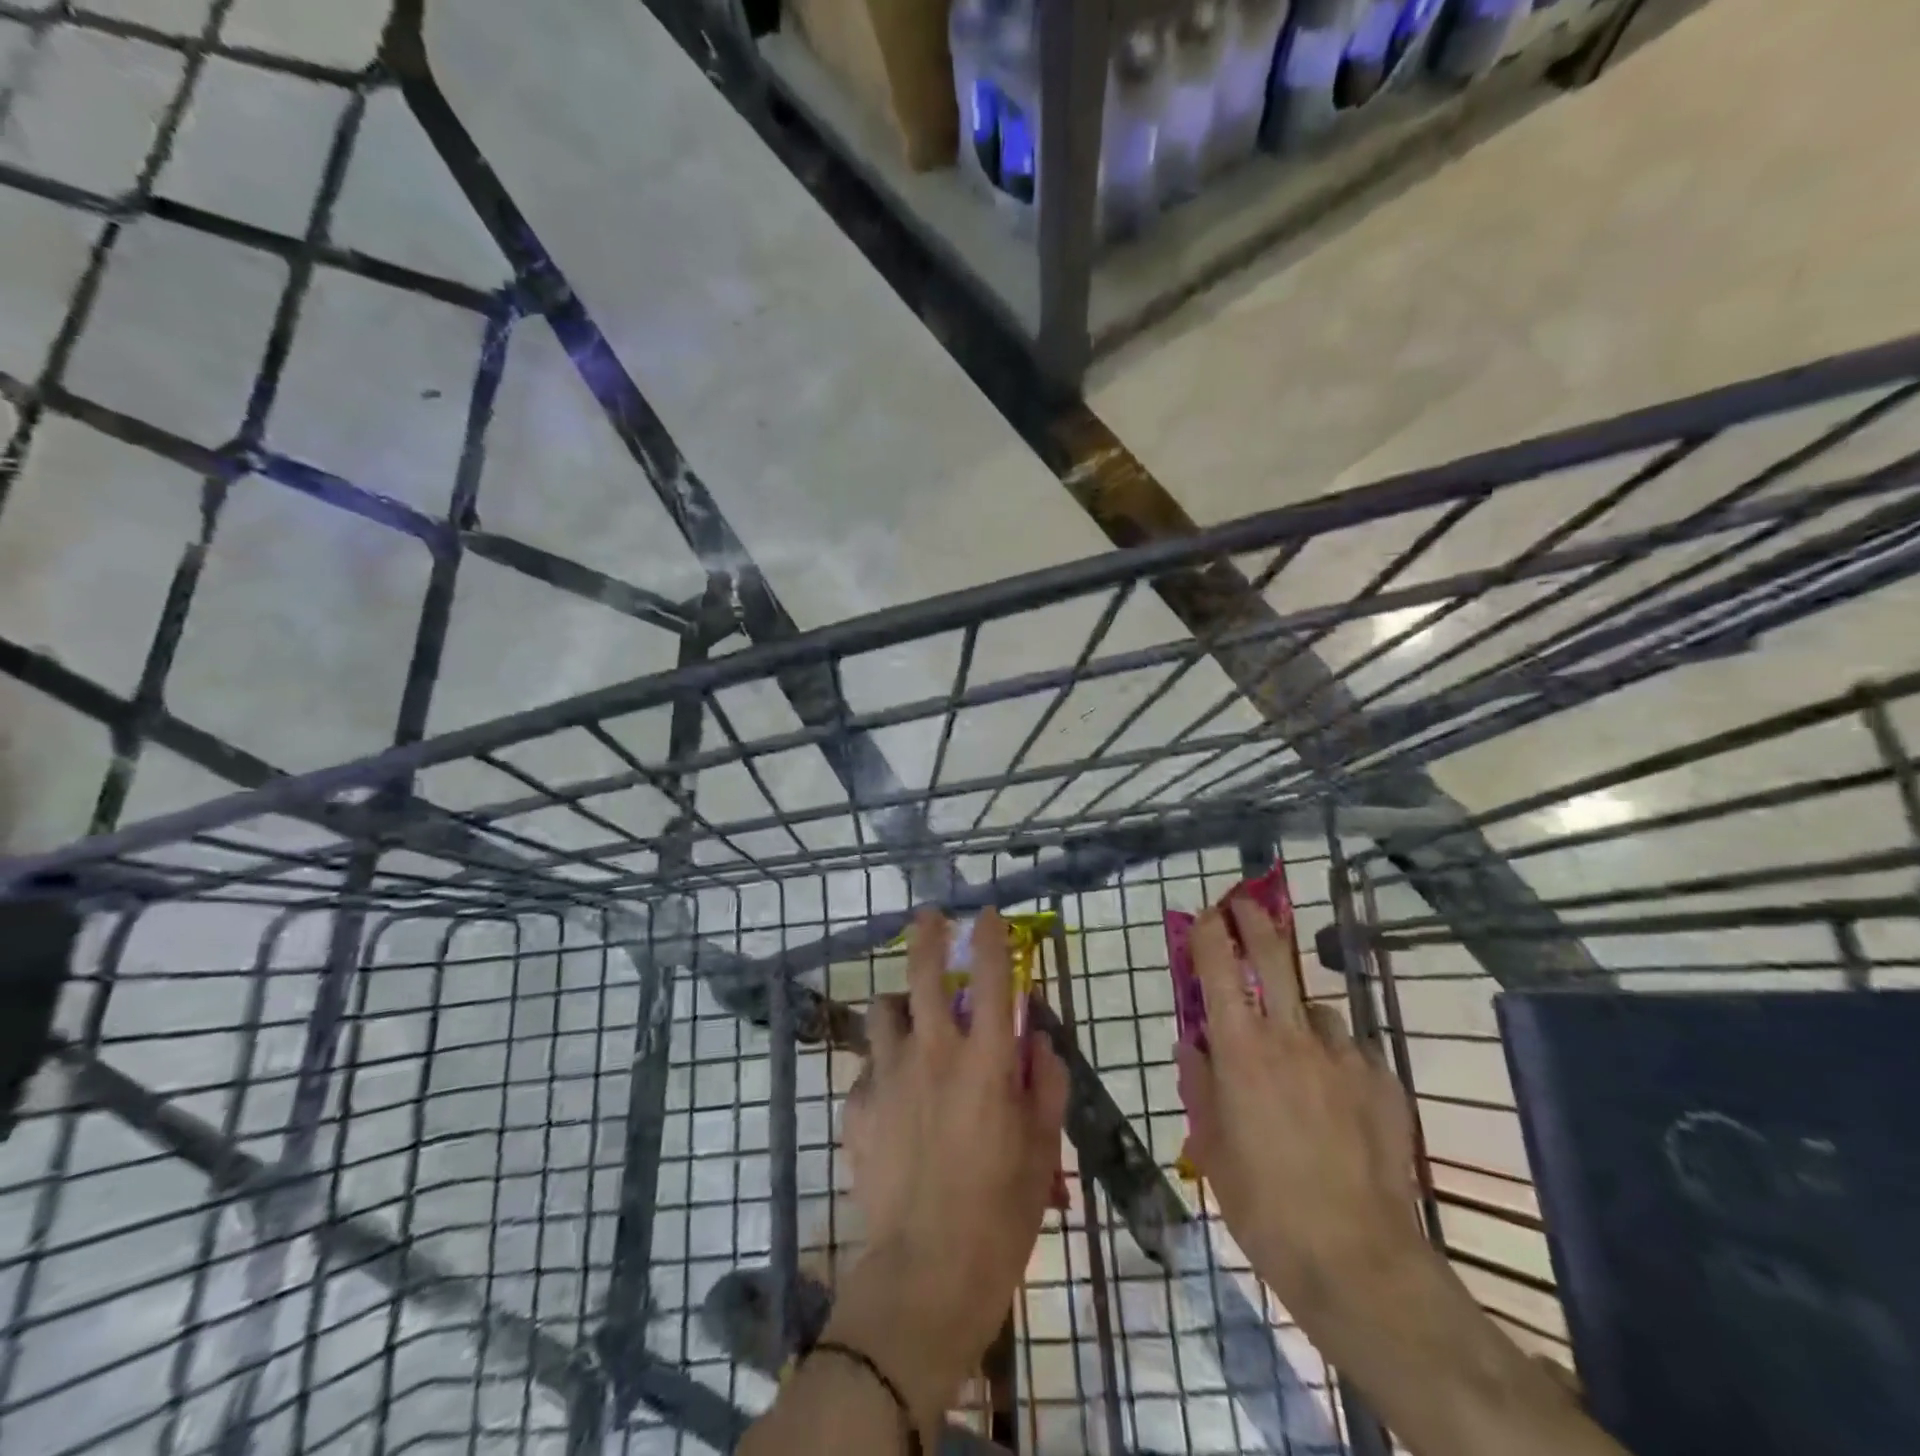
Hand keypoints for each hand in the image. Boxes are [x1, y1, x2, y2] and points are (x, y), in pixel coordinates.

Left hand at [830, 907, 1068, 1424]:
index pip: (990, 976)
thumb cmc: (1000, 1214)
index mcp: (986, 1060)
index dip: (989, 936)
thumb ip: (1047, 1082)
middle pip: (923, 972)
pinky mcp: (858, 1105)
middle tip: (929, 917)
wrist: (923, 1274)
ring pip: (885, 1010)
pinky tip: (895, 1094)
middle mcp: (934, 1052)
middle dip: (926, 934)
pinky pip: (870, 1066)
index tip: (986, 913)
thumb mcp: (1042, 1148)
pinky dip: (885, 1065)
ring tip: (912, 1019)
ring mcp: (889, 1075)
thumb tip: (1039, 1039)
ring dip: (901, 1004)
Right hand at [1175, 898, 1426, 1332]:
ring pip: (1318, 1011)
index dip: (1209, 931)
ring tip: (1300, 1056)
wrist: (1357, 1260)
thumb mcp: (1212, 1147)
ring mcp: (1344, 1057)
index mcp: (1241, 1049)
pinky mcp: (1384, 1082)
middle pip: (1273, 956)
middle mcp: (1291, 1037)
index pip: (1218, 966)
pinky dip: (1338, 1062)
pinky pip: (1353, 1054)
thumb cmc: (1263, 1204)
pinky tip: (1339, 1101)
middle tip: (1244, 904)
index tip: (1204, 913)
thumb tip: (1192, 1048)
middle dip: (1254, 921)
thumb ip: (1201, 1086)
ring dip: (1302, 1017)